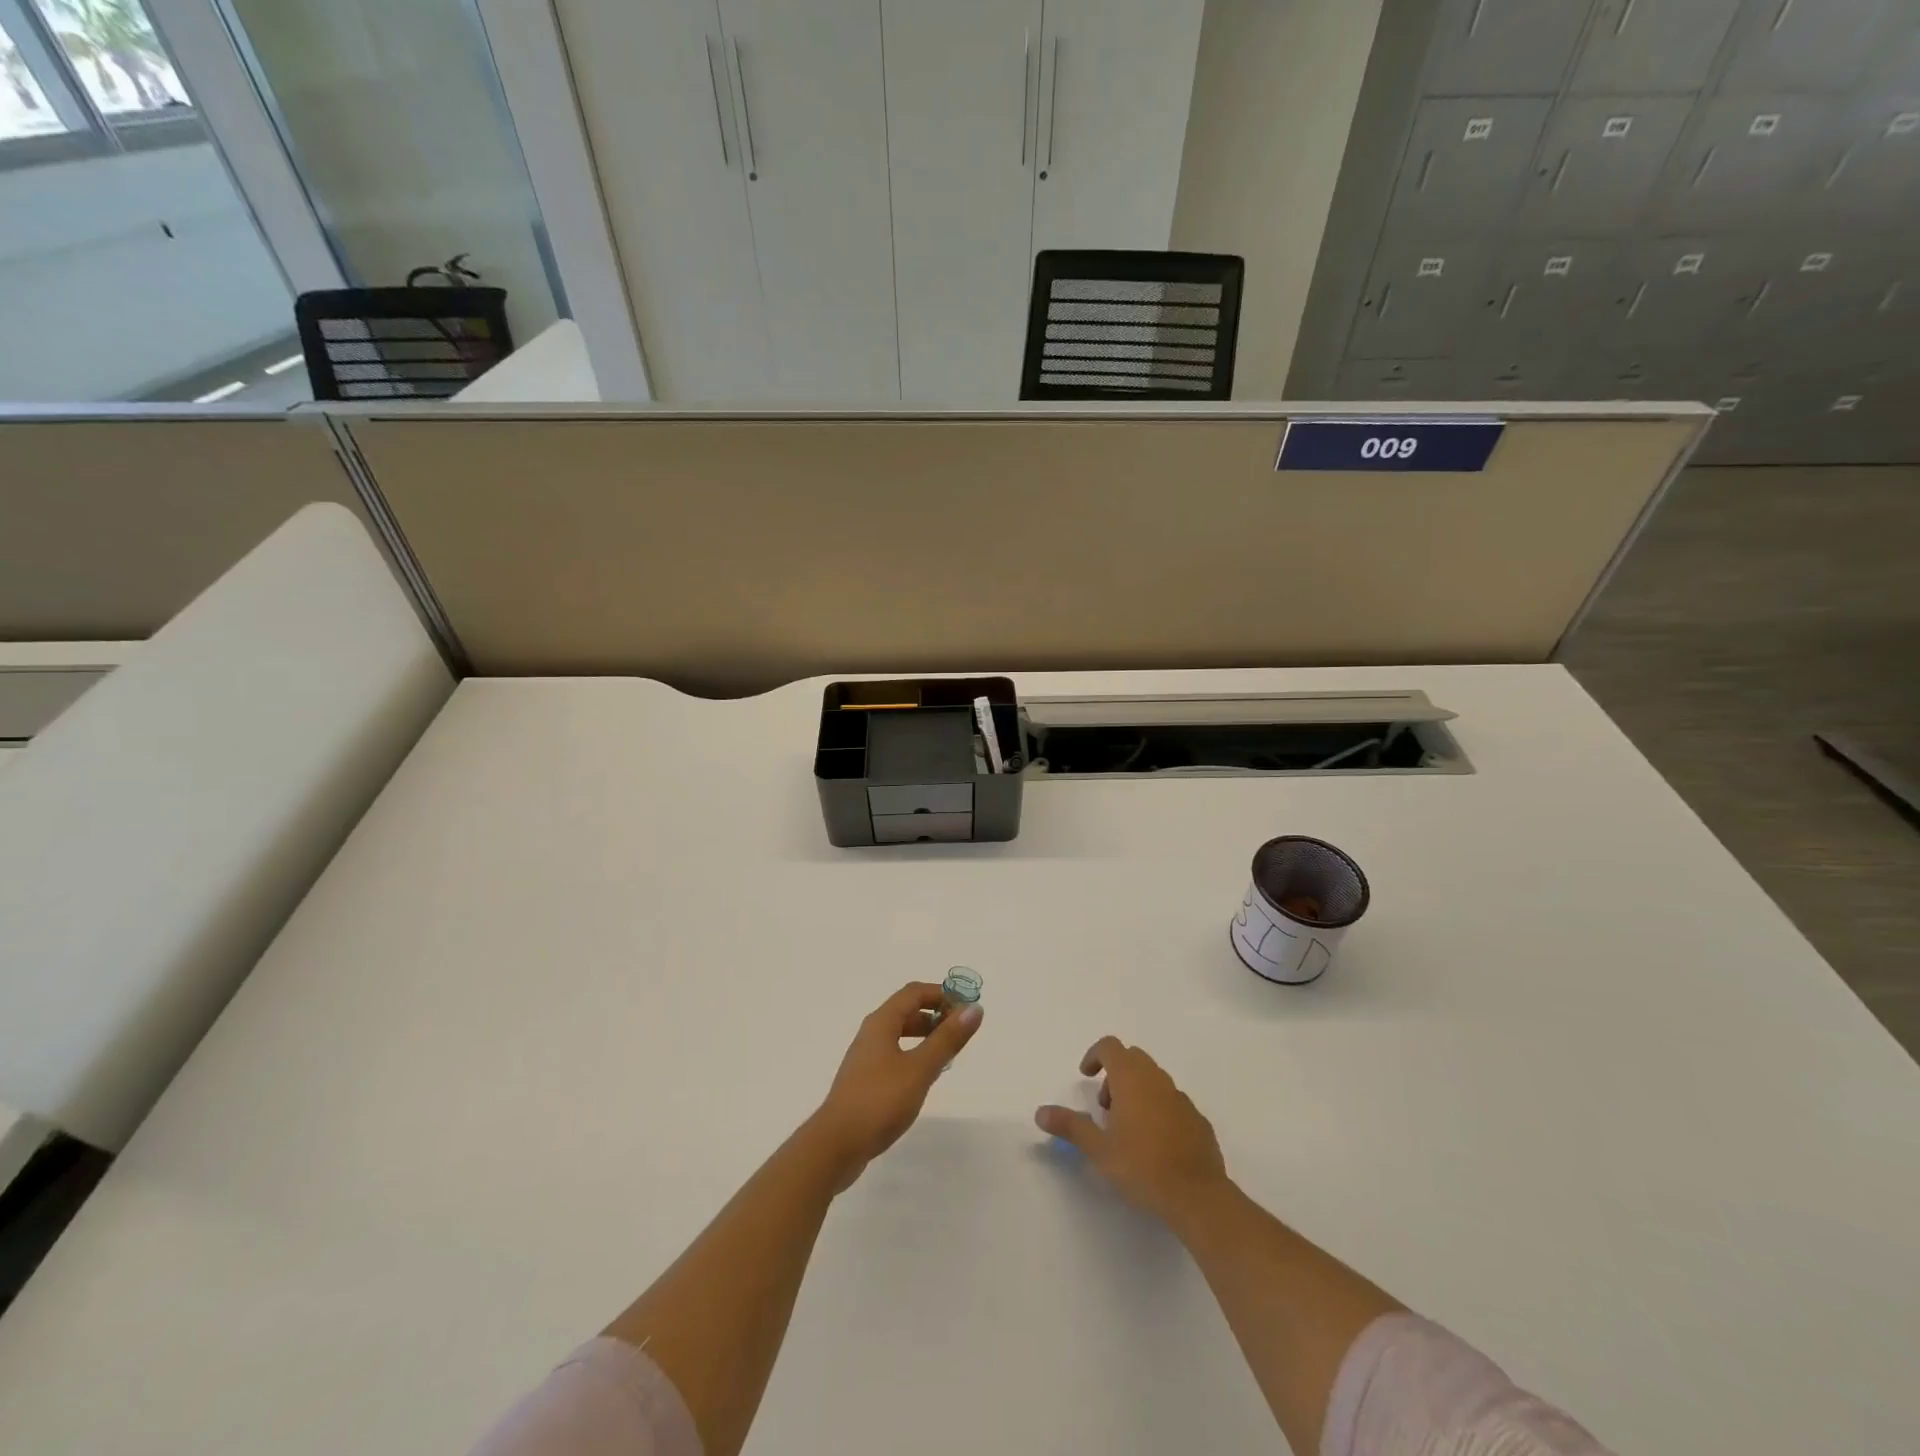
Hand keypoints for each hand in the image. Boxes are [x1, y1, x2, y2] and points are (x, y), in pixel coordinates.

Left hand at [808, 982, 982, 1189]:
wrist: (835, 1145)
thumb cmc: (879, 1101)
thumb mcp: (920, 1069)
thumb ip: (947, 1039)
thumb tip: (974, 1008)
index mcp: (881, 1022)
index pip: (914, 993)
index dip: (942, 994)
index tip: (967, 1009)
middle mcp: (871, 1034)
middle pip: (906, 1011)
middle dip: (935, 1014)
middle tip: (961, 1031)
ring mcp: (865, 1058)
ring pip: (899, 1034)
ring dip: (925, 1035)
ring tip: (948, 1053)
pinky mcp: (864, 1081)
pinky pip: (894, 1055)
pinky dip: (913, 1055)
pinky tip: (924, 1077)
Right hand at [1035, 1037, 1228, 1224]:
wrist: (1198, 1196)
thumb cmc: (1142, 1167)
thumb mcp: (1098, 1149)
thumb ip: (1070, 1126)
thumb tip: (1040, 1112)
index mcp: (1131, 1079)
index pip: (1110, 1046)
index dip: (1094, 1055)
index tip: (1085, 1076)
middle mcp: (1157, 1080)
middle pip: (1132, 1058)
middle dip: (1114, 1075)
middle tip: (1105, 1108)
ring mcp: (1181, 1099)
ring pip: (1154, 1080)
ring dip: (1136, 1092)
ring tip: (1127, 1129)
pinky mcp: (1198, 1120)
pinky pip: (1172, 1102)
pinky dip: (1158, 1110)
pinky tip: (1154, 1144)